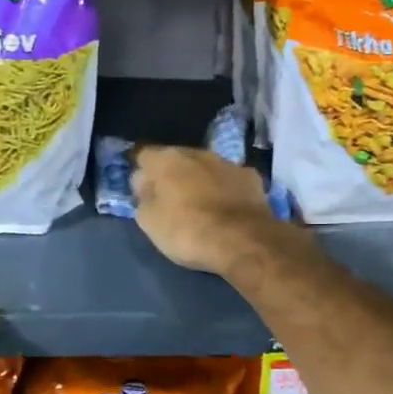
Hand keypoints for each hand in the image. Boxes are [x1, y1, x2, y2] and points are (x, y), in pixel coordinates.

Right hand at [131, 145, 279, 277]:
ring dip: (200, 180)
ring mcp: (227, 163)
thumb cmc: (187, 230)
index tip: (141, 192)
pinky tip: (226, 208)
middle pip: (176, 158)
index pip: (143, 155)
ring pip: (205, 167)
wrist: (243, 241)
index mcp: (167, 160)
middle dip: (172, 175)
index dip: (141, 174)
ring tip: (200, 205)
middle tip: (170, 199)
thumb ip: (143, 198)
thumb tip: (146, 185)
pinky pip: (229, 180)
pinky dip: (225, 190)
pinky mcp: (251, 177)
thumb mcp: (149, 221)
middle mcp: (197, 153)